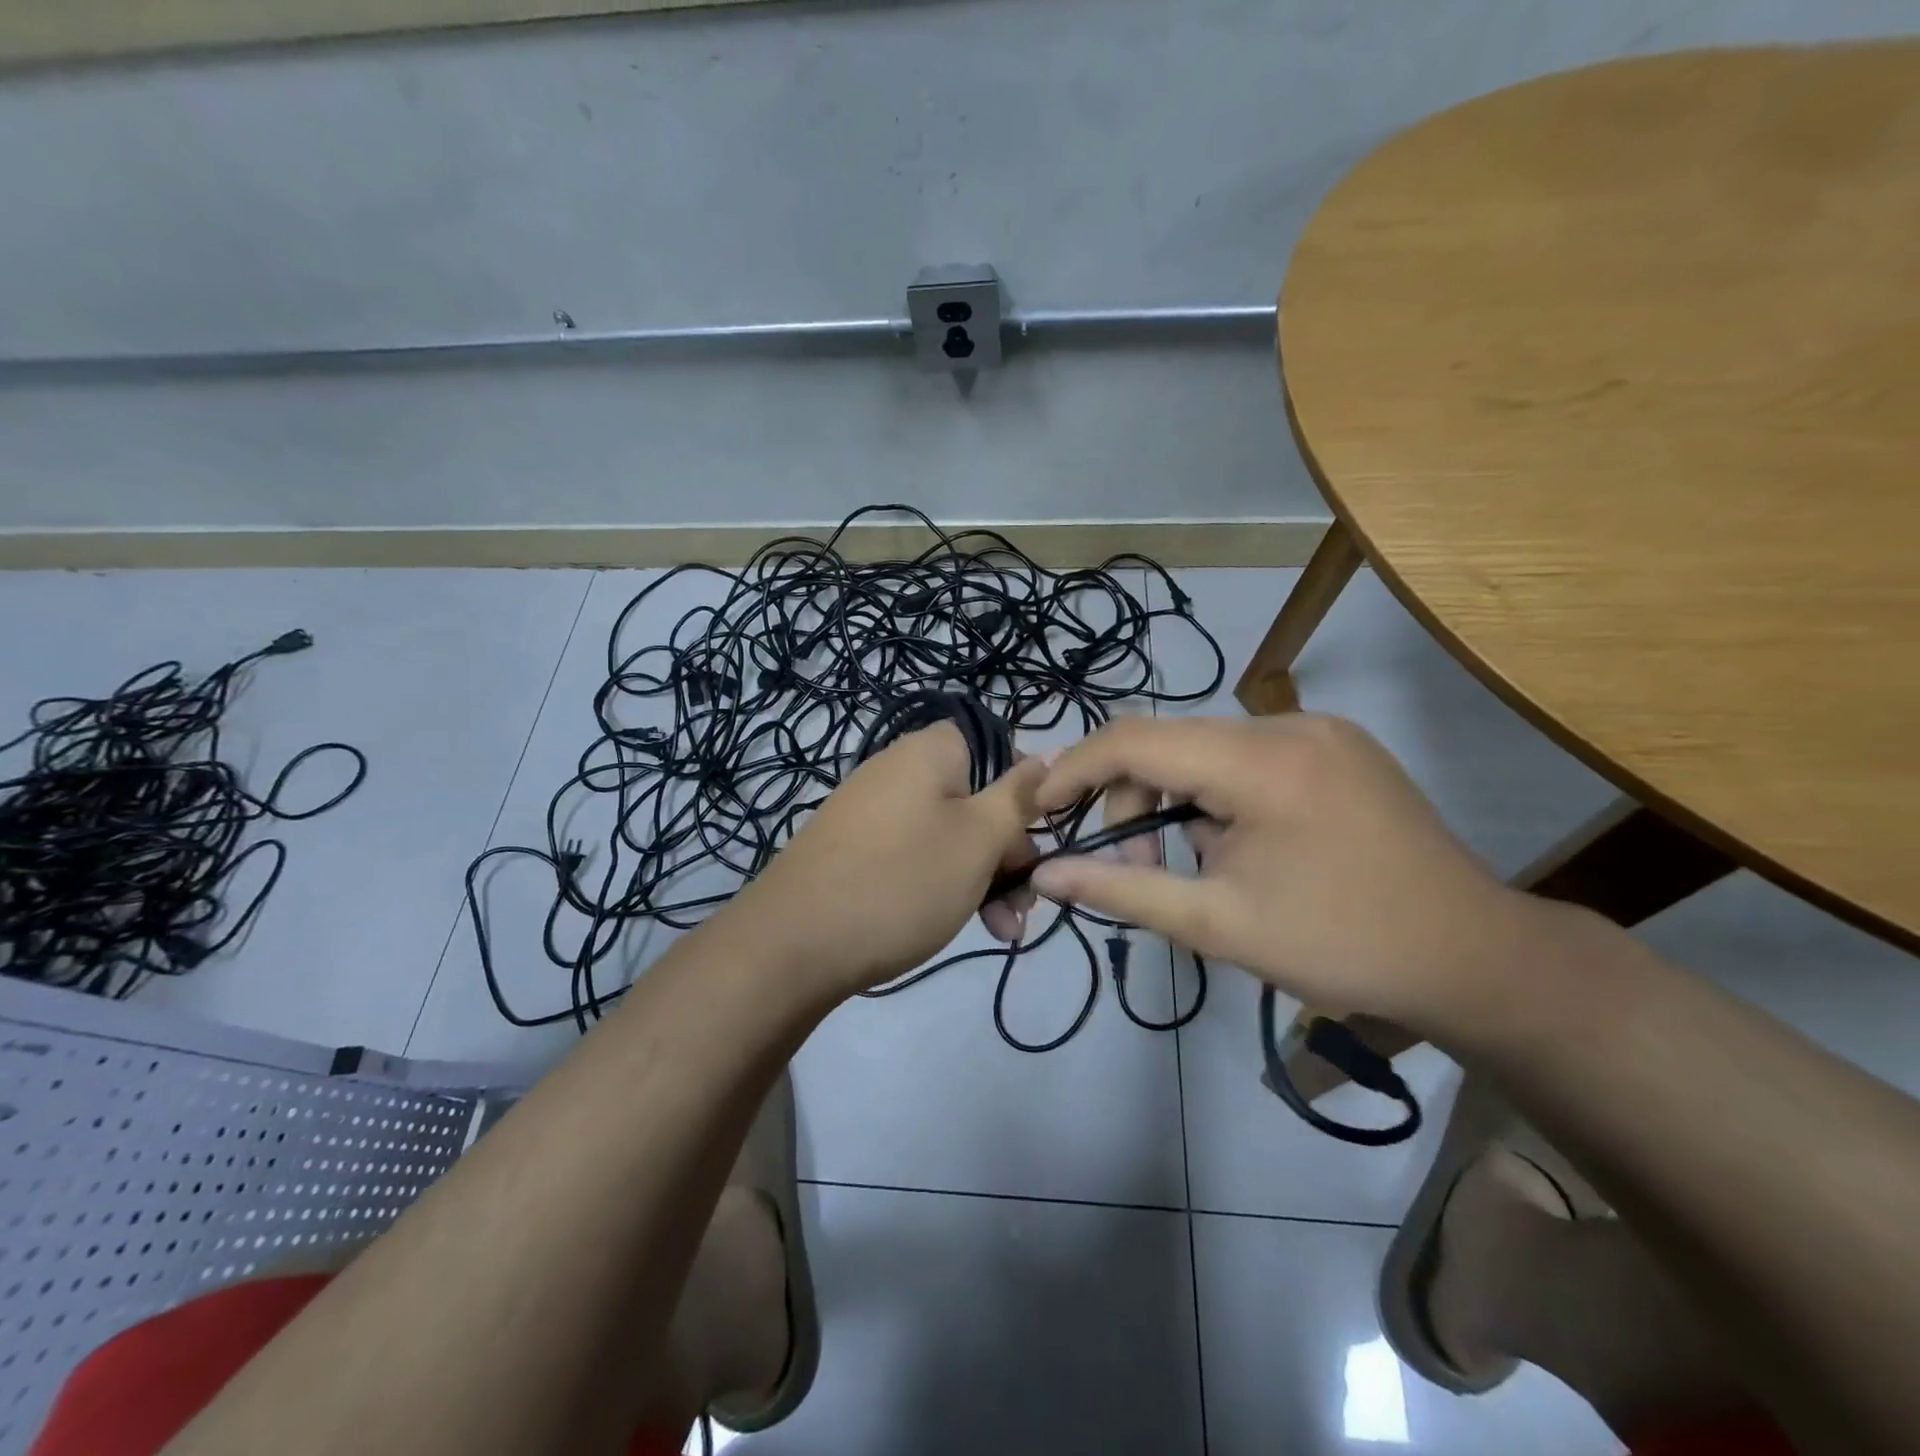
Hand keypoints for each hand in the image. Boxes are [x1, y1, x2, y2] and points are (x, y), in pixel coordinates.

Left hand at [731, 722, 1042, 995]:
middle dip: (1009, 854)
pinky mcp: (856, 848)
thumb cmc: (902, 881)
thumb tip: (1049, 754)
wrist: (791, 944)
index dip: (1026, 795)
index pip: (1000, 750)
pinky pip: (916, 855)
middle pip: (977, 799)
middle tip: (1026, 905)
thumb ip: (1018, 796)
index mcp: (931, 751)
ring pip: (950, 835)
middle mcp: (900, 770)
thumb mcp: (978, 839)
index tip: (1038, 842)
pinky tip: (960, 924)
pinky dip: (942, 885)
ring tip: (1002, 931)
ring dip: (983, 878)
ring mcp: (874, 810)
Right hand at [1030, 714, 1560, 1038]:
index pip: (1136, 739)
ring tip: (1197, 866)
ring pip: (1206, 748)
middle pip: (1170, 742)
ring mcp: (1320, 730)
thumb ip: (1122, 889)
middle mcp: (1289, 724)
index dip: (1076, 769)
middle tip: (1139, 868)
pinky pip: (1246, 756)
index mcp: (1262, 762)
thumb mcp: (1218, 925)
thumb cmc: (1341, 946)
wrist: (1474, 957)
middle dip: (1133, 799)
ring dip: (1177, 799)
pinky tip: (1236, 845)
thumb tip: (1045, 874)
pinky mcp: (1338, 746)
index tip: (1042, 808)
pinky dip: (1217, 794)